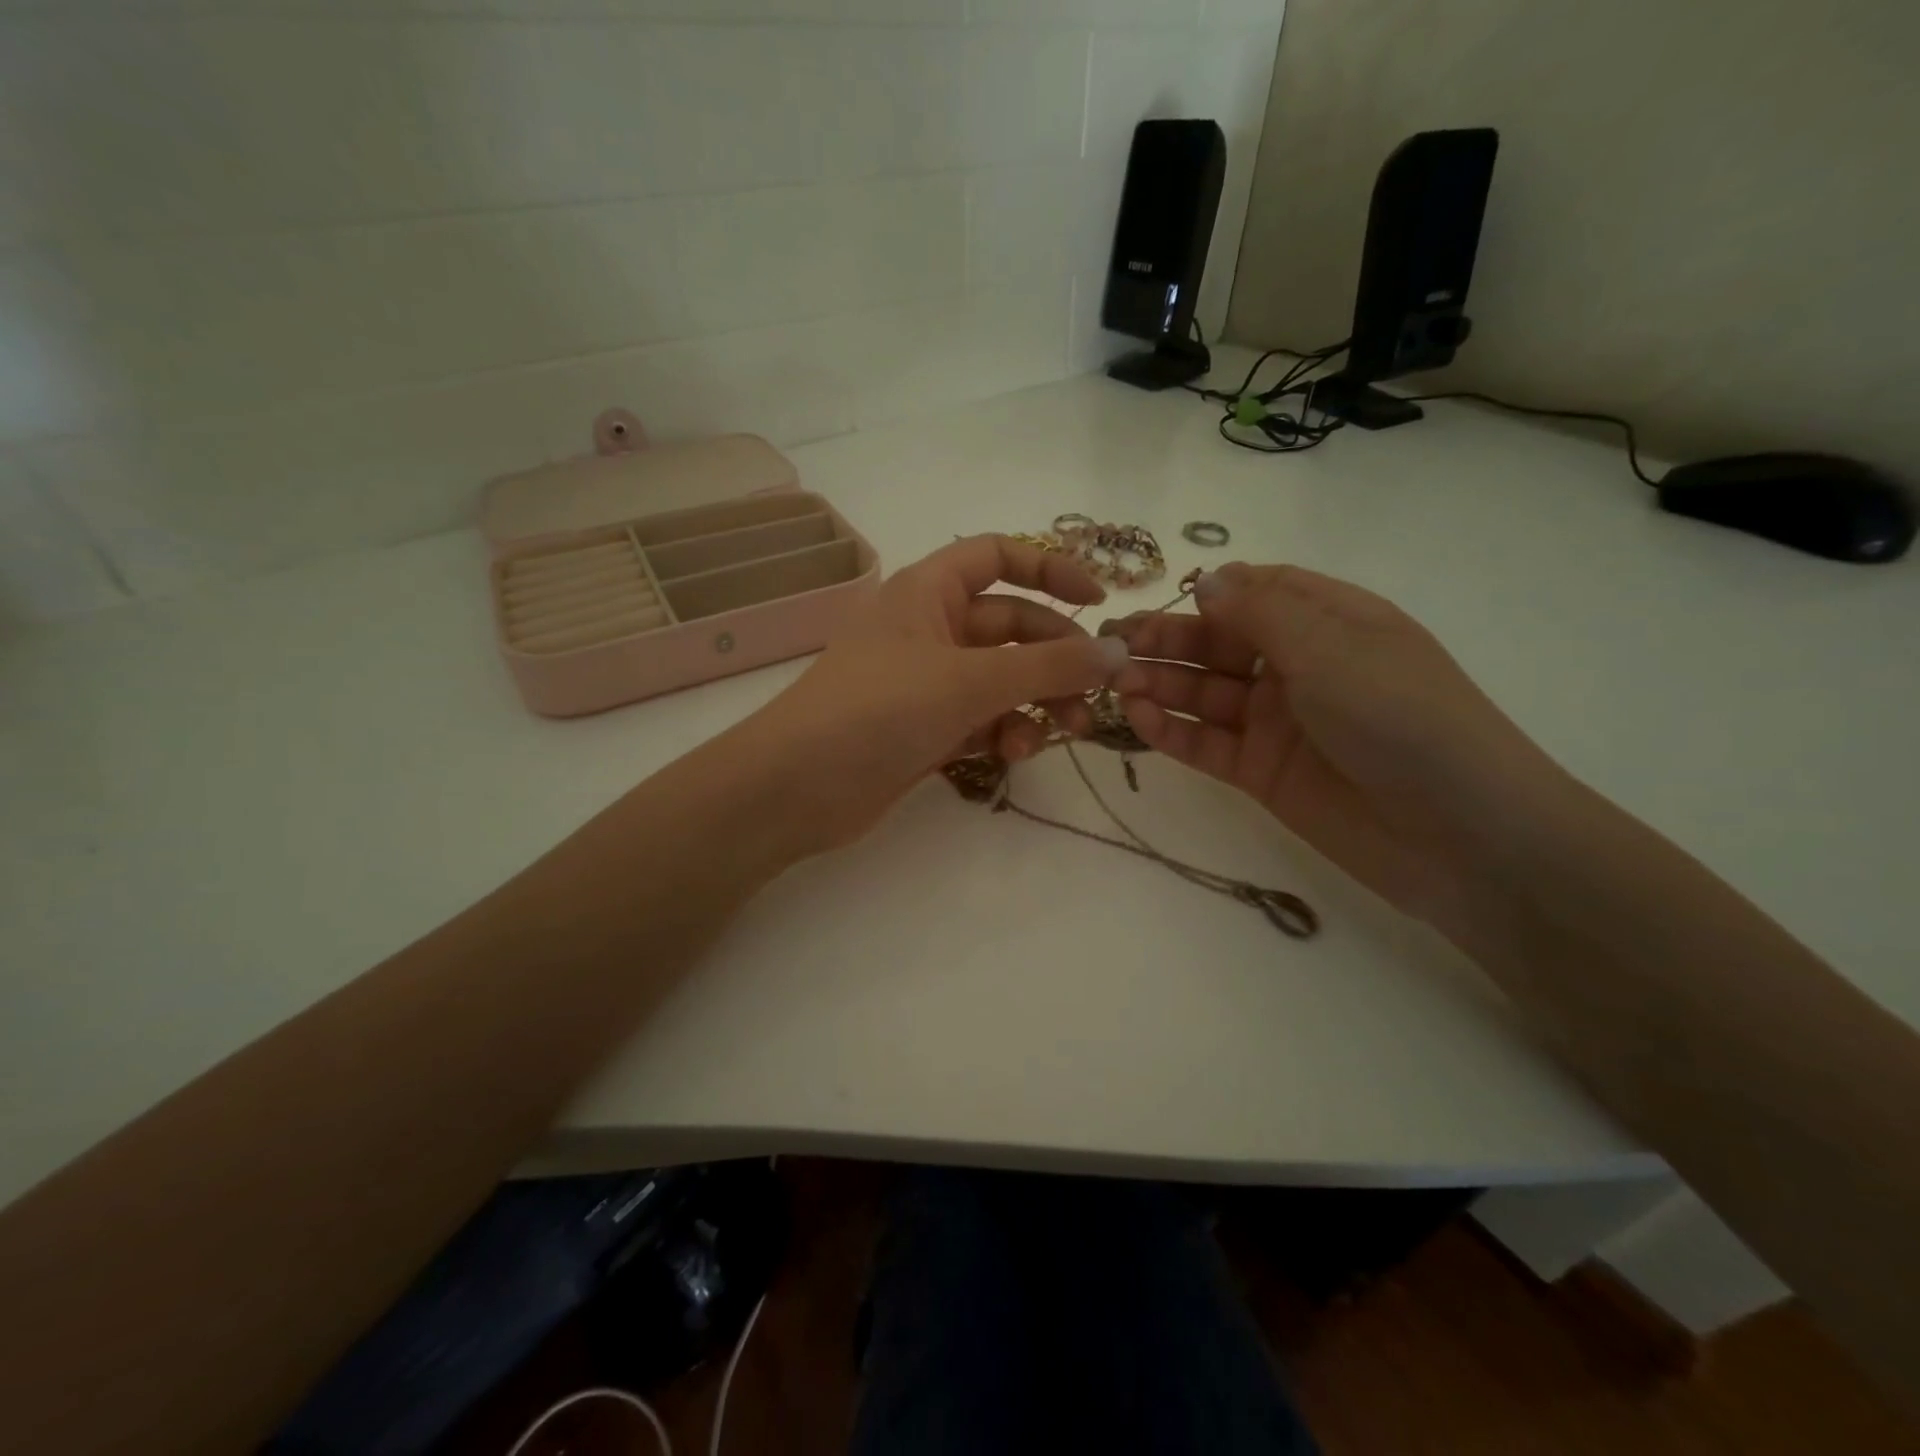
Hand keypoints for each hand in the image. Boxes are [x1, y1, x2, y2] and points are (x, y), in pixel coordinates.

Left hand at [730, 535, 1129, 853]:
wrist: (796, 787)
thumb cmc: (879, 710)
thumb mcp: (970, 680)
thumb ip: (1049, 667)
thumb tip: (1119, 654)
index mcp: (929, 591)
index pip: (998, 555)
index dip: (1050, 570)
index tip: (1099, 603)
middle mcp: (929, 629)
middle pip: (1012, 626)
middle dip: (1057, 657)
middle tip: (1096, 694)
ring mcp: (926, 682)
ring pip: (1002, 679)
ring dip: (1038, 701)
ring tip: (1065, 731)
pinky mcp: (925, 728)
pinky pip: (982, 718)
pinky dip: (1006, 731)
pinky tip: (1016, 752)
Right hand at [1107, 563, 1567, 930]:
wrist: (1457, 834)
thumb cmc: (1401, 717)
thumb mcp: (1332, 648)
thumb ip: (1262, 612)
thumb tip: (1207, 578)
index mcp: (1328, 622)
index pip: (1255, 593)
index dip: (1206, 595)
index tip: (1158, 603)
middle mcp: (1297, 667)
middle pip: (1218, 644)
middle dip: (1166, 642)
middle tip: (1110, 649)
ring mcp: (1276, 722)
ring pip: (1203, 694)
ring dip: (1158, 685)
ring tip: (1115, 685)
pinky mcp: (1260, 772)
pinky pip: (1206, 742)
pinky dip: (1170, 730)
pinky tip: (1137, 718)